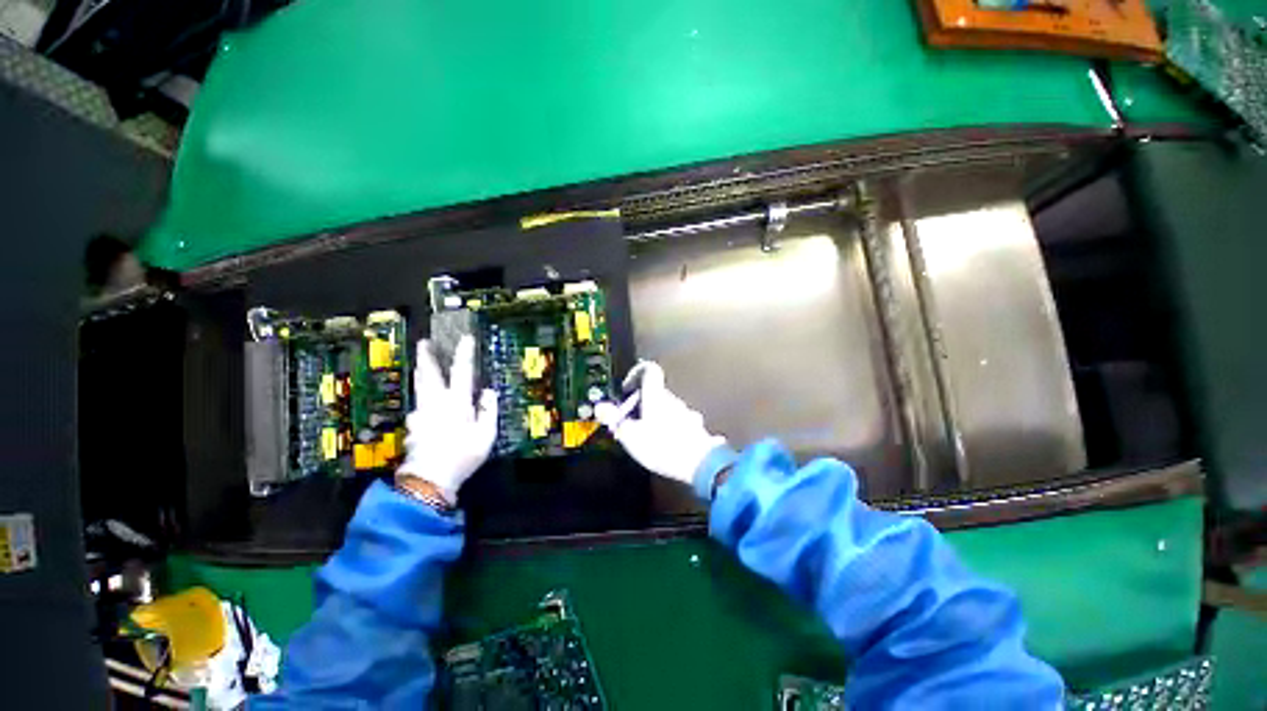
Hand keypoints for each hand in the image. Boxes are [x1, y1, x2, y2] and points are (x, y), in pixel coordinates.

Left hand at [398, 336, 498, 502]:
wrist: (429, 479)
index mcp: (456, 401)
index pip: (461, 371)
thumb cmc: (463, 455)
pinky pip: (418, 405)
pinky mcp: (413, 425)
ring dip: (421, 373)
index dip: (464, 353)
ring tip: (421, 365)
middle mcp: (435, 402)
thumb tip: (488, 391)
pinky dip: (421, 397)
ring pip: (420, 387)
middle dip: (426, 356)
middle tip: (423, 342)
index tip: (466, 338)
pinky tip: (423, 404)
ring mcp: (421, 413)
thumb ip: (488, 410)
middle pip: (429, 374)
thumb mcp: (486, 434)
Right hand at [594, 362, 726, 484]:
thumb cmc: (661, 446)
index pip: (649, 369)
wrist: (700, 464)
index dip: (636, 372)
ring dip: (654, 416)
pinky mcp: (695, 427)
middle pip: (655, 391)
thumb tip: (601, 407)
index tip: (627, 388)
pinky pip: (677, 421)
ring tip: (645, 437)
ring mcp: (686, 412)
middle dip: (641, 403)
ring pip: (666, 407)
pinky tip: (663, 445)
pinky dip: (668, 428)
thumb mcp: (630, 435)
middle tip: (630, 422)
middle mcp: (673, 399)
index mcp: (656, 395)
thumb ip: (614, 419)